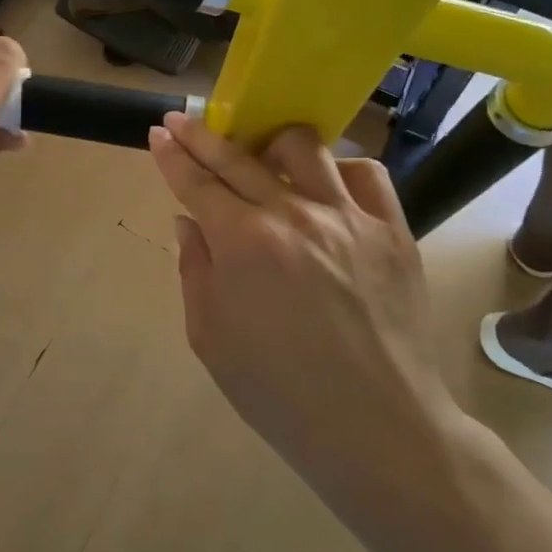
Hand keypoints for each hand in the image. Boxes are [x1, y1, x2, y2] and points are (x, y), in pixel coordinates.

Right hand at [147, 113, 468, 512]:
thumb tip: (190, 221)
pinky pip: (366, 173)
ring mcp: (348, 217)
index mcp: (243, 243)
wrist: (377, 429)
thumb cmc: (279, 392)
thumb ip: (194, 269)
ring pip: (303, 147)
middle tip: (183, 123)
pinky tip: (325, 185)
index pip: (196, 182)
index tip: (159, 132)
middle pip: (237, 156)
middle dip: (201, 135)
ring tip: (261, 157)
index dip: (172, 154)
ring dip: (270, 144)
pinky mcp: (392, 229)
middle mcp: (293, 214)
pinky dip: (338, 169)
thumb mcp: (210, 337)